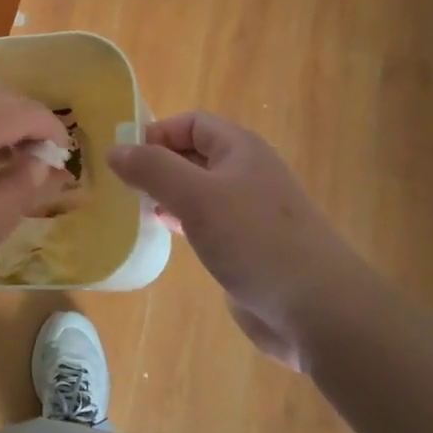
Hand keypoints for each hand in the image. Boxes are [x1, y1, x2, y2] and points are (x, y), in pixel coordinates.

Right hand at [108, 112, 377, 369]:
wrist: (318, 309)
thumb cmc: (255, 240)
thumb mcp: (195, 197)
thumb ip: (152, 169)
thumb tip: (114, 150)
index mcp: (241, 150)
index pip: (192, 123)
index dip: (157, 133)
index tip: (125, 160)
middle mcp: (247, 173)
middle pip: (194, 155)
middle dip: (158, 165)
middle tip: (123, 187)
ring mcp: (250, 212)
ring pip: (199, 190)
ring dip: (168, 195)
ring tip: (138, 210)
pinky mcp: (250, 247)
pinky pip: (209, 223)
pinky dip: (184, 222)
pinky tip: (169, 237)